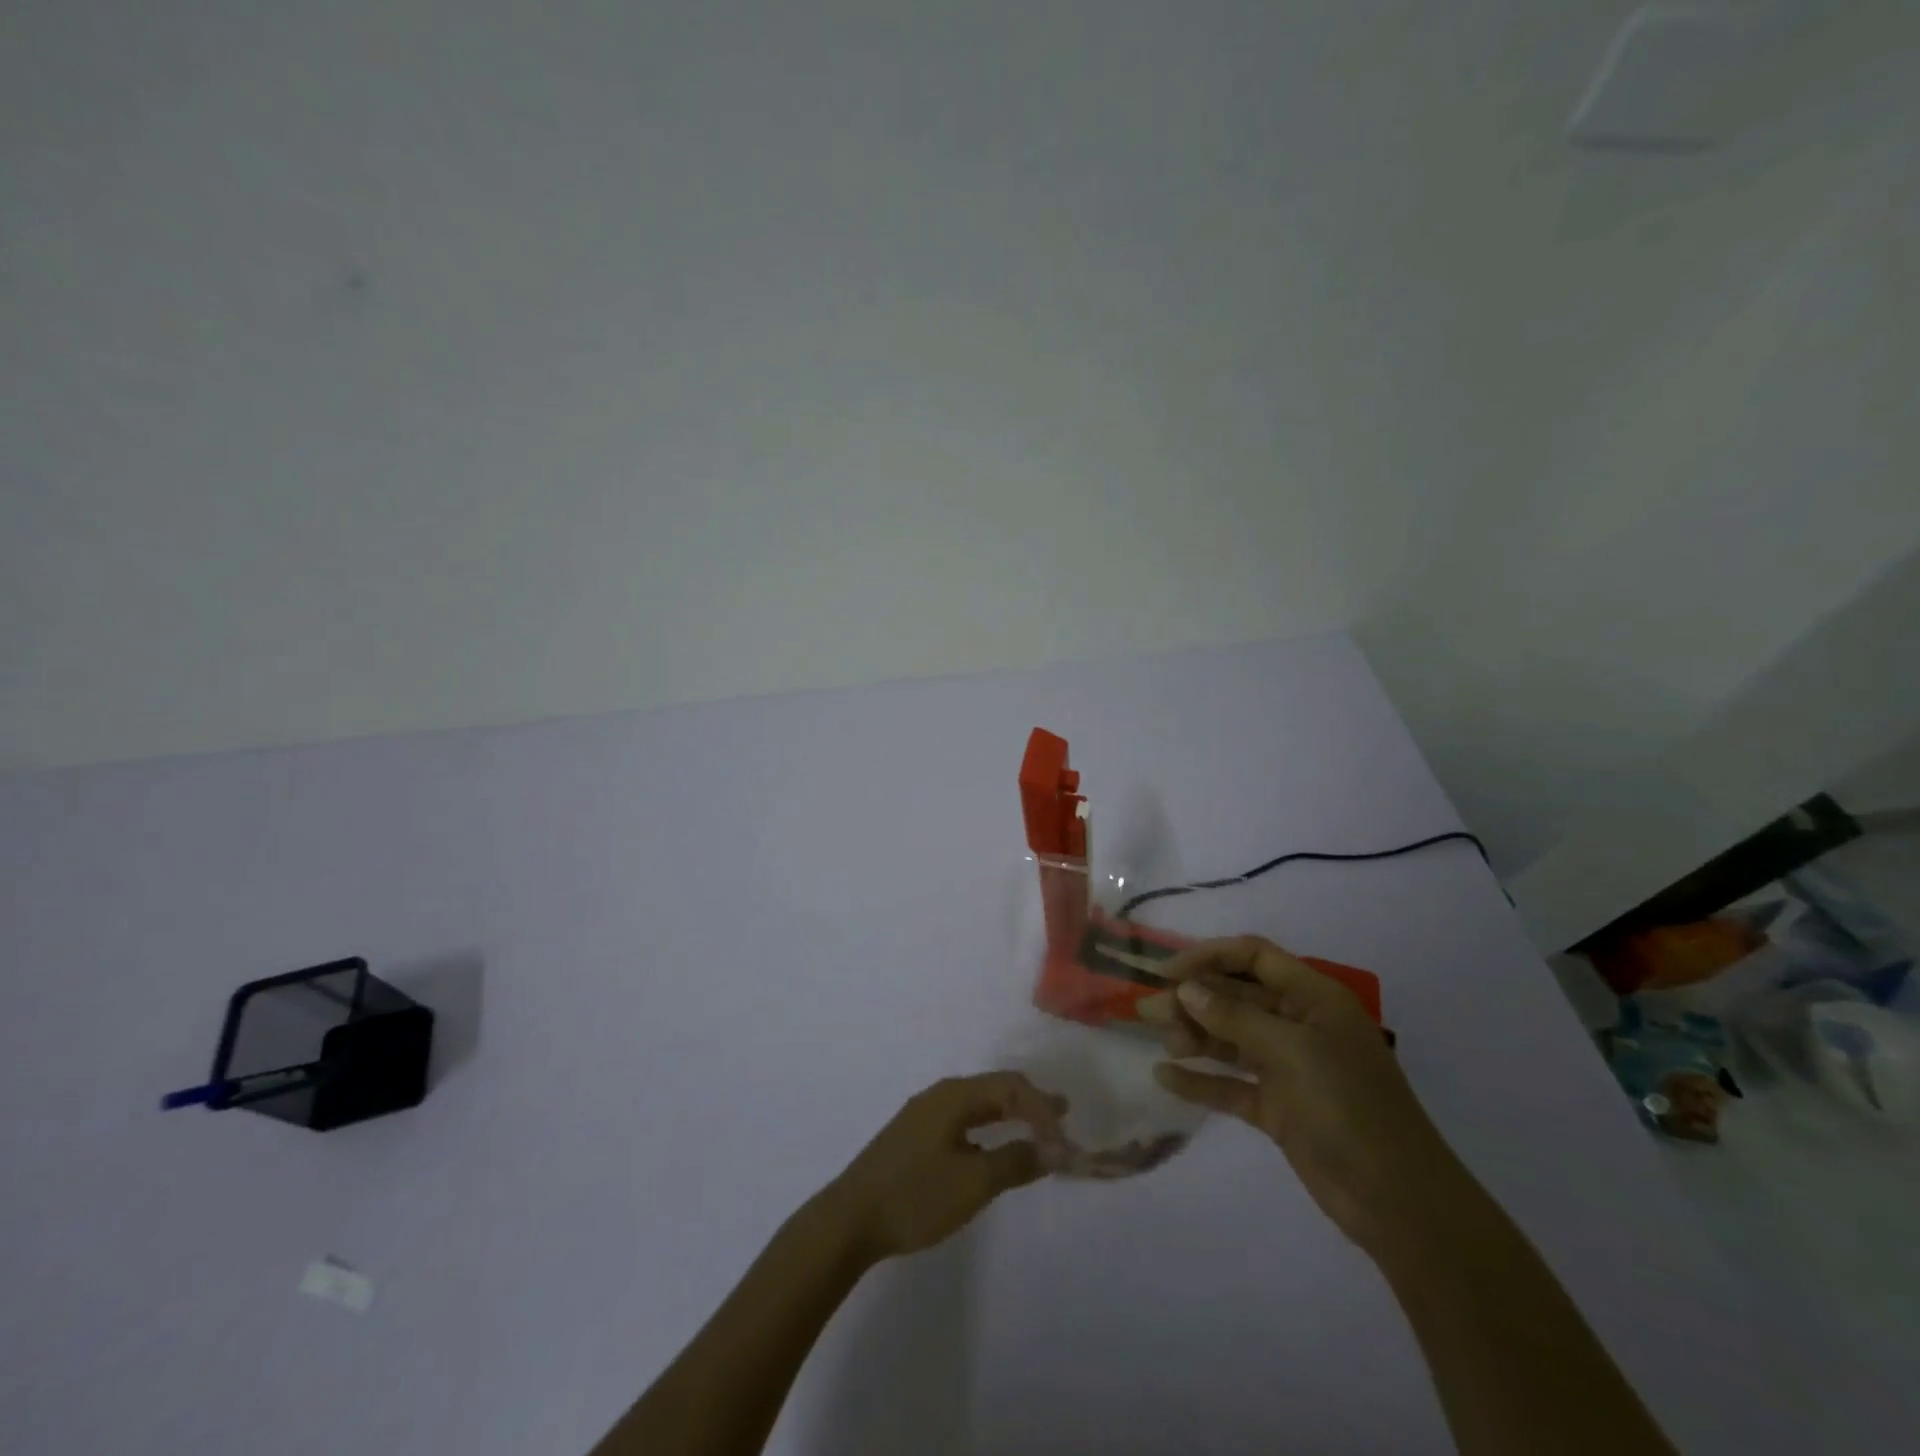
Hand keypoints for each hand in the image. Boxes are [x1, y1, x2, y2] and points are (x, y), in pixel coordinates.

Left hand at [819, 1073, 1067, 1261]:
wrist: (850, 1220)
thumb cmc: (914, 1196)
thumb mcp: (972, 1183)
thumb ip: (1016, 1161)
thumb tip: (1056, 1148)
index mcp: (954, 1095)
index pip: (1010, 1086)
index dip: (1042, 1108)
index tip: (1065, 1139)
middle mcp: (940, 1095)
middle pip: (995, 1088)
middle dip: (1030, 1103)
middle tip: (1062, 1117)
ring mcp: (925, 1115)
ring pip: (979, 1104)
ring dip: (1011, 1115)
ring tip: (1037, 1129)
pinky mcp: (916, 1137)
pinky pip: (965, 1120)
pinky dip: (990, 1128)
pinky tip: (995, 1147)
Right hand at [1145, 936, 1467, 1253]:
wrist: (1399, 1203)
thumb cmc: (1350, 1109)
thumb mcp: (1293, 1053)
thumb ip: (1236, 1018)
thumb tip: (1188, 990)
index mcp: (1313, 999)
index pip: (1254, 957)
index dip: (1210, 957)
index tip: (1166, 971)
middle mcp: (1299, 1026)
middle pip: (1235, 999)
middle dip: (1193, 1000)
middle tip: (1148, 1012)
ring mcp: (1288, 1068)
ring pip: (1230, 1039)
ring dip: (1195, 1037)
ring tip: (1164, 1045)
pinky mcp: (1278, 1108)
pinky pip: (1230, 1084)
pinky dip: (1201, 1080)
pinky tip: (1166, 1078)